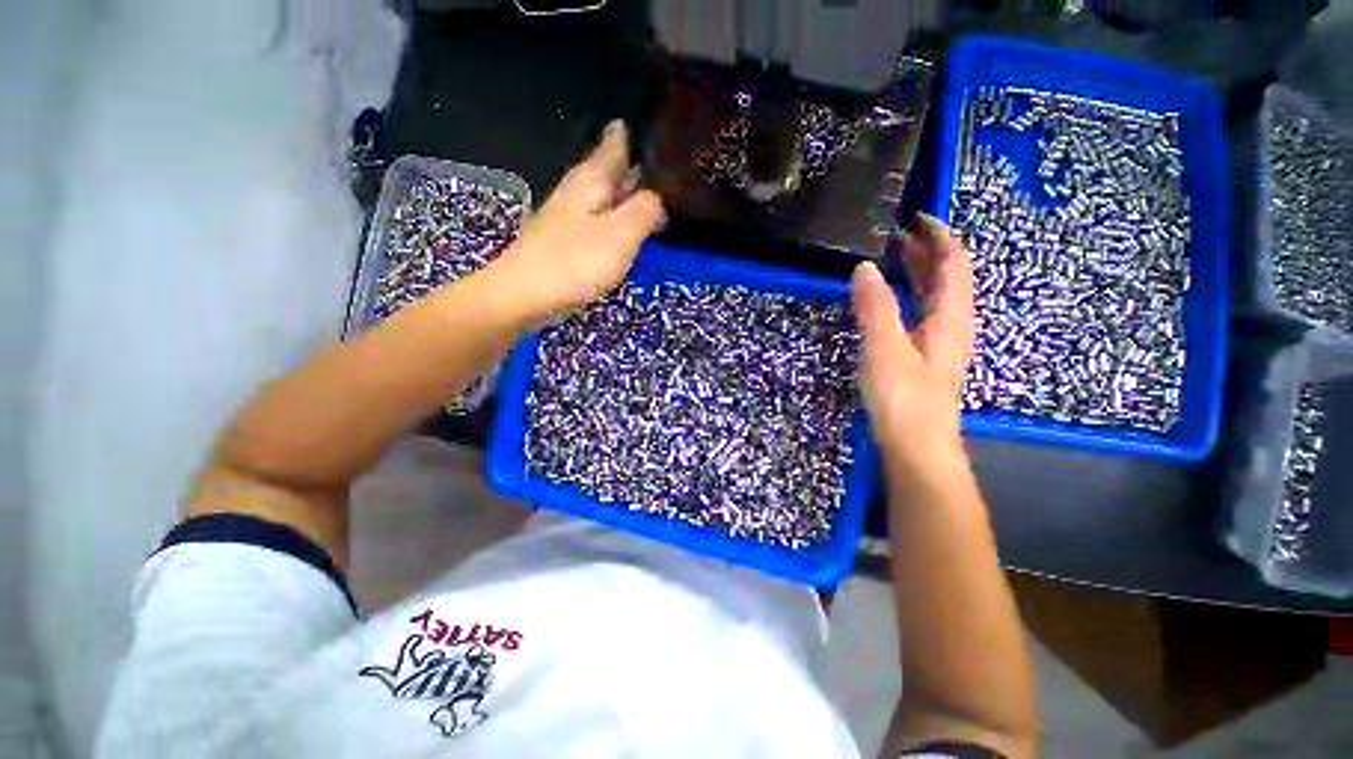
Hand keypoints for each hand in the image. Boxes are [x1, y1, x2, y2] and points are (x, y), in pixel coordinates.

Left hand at [493, 120, 664, 322]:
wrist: (525, 294)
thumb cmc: (576, 261)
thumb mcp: (621, 234)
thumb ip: (643, 211)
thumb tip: (656, 197)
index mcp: (592, 181)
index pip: (613, 147)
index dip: (626, 135)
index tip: (636, 121)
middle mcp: (577, 193)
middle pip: (604, 170)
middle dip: (625, 161)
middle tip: (648, 154)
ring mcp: (567, 218)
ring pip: (599, 195)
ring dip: (619, 191)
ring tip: (640, 188)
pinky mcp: (564, 242)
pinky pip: (594, 219)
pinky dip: (610, 217)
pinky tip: (617, 226)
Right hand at [850, 214, 974, 466]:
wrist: (917, 446)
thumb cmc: (903, 398)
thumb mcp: (884, 349)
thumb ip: (875, 307)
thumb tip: (865, 267)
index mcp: (949, 317)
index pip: (953, 263)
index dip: (938, 236)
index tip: (915, 217)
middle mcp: (951, 324)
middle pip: (947, 277)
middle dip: (926, 251)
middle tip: (896, 234)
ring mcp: (939, 342)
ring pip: (934, 296)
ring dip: (918, 272)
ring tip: (892, 258)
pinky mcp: (925, 357)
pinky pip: (921, 313)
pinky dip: (909, 296)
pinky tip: (889, 300)